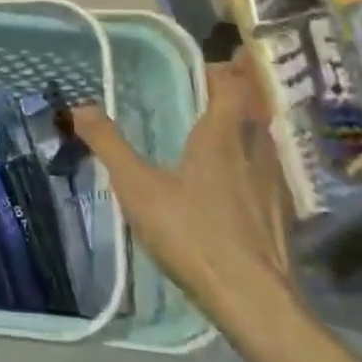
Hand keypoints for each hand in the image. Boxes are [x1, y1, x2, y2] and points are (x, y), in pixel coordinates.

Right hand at [72, 54, 299, 346]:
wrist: (253, 300)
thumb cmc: (193, 233)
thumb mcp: (138, 187)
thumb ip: (109, 145)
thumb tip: (79, 107)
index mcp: (222, 135)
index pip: (231, 84)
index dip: (224, 69)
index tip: (212, 62)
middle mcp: (255, 150)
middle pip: (254, 108)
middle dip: (239, 94)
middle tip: (215, 92)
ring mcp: (274, 185)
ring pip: (265, 142)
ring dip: (249, 129)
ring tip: (225, 134)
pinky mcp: (282, 217)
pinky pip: (269, 174)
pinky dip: (256, 166)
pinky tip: (241, 187)